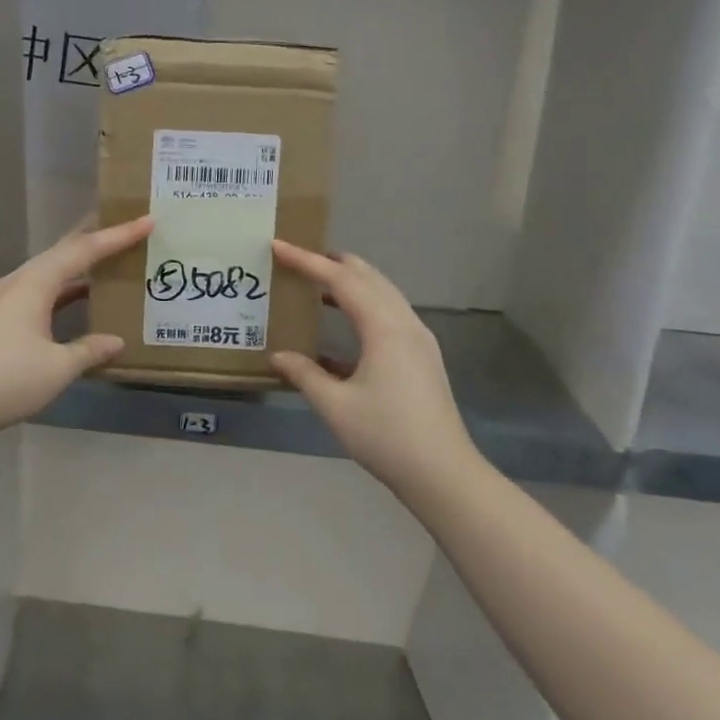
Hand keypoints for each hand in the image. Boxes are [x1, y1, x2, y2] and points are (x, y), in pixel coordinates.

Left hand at [0, 215, 154, 442]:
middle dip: (95, 242)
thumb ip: (89, 350)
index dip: (117, 236)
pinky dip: (63, 293)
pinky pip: (39, 294)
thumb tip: (115, 341)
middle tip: (127, 231)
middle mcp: (18, 282)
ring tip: (109, 266)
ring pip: (49, 274)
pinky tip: (77, 305)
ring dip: (79, 270)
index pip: (83, 250)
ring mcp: (3, 301)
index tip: (147, 220)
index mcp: (35, 283)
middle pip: (63, 253)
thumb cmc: (6, 379)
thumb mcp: (57, 367)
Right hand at [270, 241, 474, 488]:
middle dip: (332, 263)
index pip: (341, 280)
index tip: (278, 246)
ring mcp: (417, 340)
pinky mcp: (421, 358)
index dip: (307, 261)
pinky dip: (362, 309)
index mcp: (384, 328)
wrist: (442, 473)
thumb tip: (279, 356)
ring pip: (381, 294)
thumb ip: (304, 374)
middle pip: (368, 277)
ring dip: (349, 284)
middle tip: (298, 260)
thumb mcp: (334, 406)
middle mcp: (405, 324)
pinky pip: (388, 316)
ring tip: (316, 285)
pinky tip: (338, 332)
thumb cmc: (385, 435)